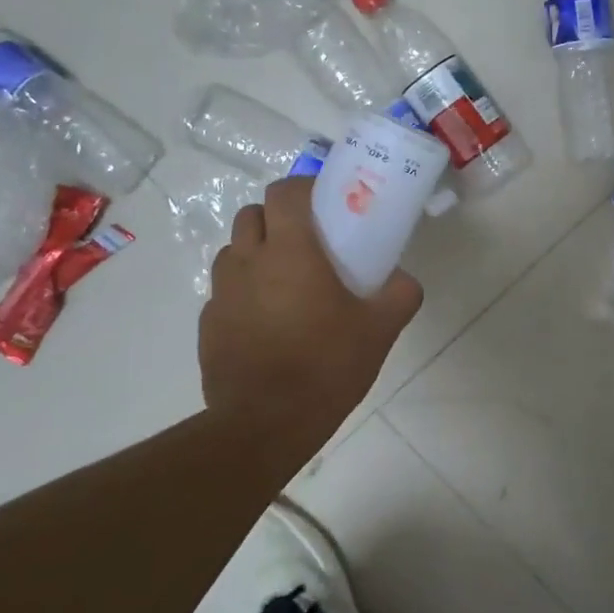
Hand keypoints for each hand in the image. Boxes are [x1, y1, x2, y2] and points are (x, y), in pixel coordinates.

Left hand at [200, 178, 422, 453]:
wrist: (265, 424)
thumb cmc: (326, 366)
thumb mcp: (380, 331)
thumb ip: (400, 295)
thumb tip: (404, 280)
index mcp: (290, 251)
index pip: (284, 192)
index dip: (303, 188)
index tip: (324, 202)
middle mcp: (249, 261)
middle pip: (252, 214)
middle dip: (277, 217)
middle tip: (306, 242)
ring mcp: (222, 293)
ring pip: (233, 251)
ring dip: (256, 252)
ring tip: (284, 281)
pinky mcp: (209, 324)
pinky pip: (224, 291)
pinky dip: (244, 292)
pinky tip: (266, 321)